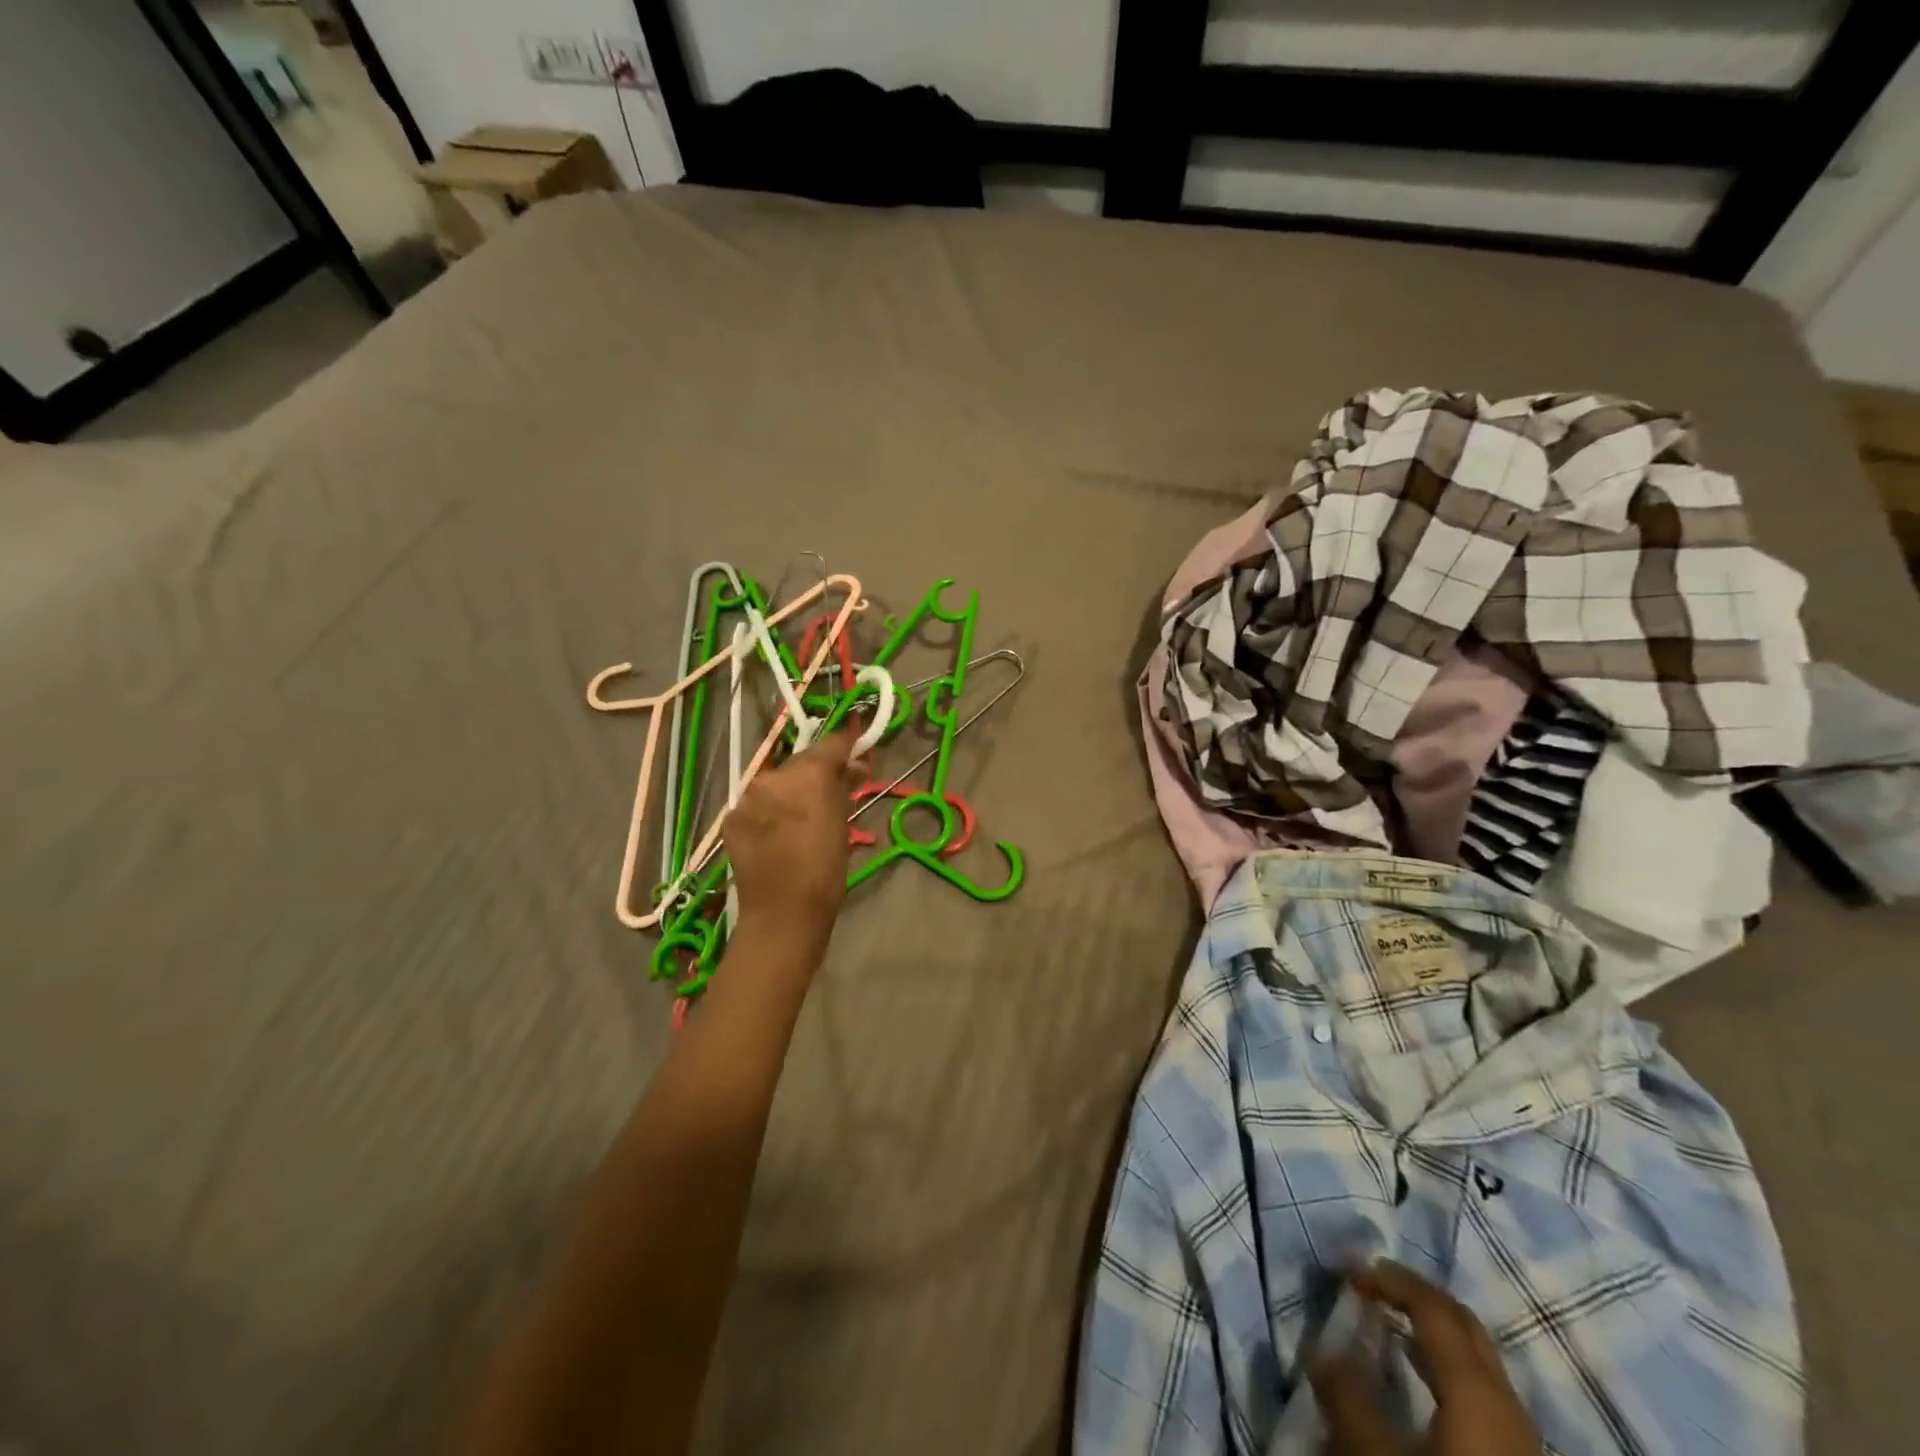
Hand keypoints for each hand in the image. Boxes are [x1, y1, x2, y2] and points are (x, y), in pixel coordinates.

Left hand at [722, 726, 858, 938]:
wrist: (783, 913)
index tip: (854, 754)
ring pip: (775, 783)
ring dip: (789, 792)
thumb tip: (852, 767)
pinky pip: (755, 804)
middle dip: (815, 773)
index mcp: (808, 774)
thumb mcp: (843, 823)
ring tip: (799, 818)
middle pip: (800, 762)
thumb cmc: (825, 869)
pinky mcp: (730, 818)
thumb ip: (844, 787)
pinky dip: (767, 812)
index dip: (845, 747)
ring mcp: (747, 797)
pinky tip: (776, 834)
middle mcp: (773, 776)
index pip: (831, 744)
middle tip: (829, 793)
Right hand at [1313, 1261, 1540, 1455]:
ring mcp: (1520, 1439)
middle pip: (1464, 1325)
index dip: (1390, 1279)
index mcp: (1475, 1390)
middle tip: (1373, 1285)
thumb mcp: (1373, 1454)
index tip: (1349, 1271)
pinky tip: (1421, 1383)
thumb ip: (1346, 1396)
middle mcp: (1506, 1404)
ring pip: (1477, 1361)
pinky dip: (1446, 1369)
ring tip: (1390, 1327)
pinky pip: (1483, 1393)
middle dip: (1417, 1296)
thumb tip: (1324, 1352)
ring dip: (1432, 1333)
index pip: (1433, 1307)